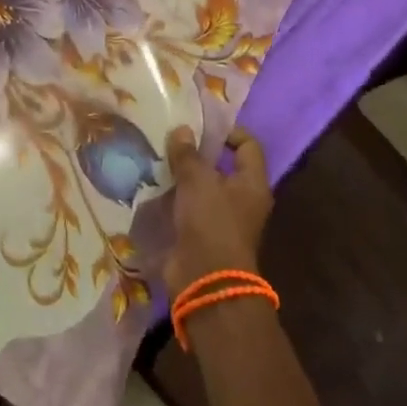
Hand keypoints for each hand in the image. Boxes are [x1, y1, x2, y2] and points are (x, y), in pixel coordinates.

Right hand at [164, 127, 272, 293]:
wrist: (205, 280)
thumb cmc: (211, 223)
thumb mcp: (197, 181)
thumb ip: (188, 154)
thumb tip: (182, 130)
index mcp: (252, 184)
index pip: (248, 146)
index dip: (228, 131)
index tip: (201, 124)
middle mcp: (243, 200)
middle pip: (223, 167)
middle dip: (199, 153)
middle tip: (172, 137)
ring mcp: (222, 220)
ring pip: (203, 188)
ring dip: (183, 175)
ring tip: (158, 157)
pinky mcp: (202, 235)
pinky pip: (189, 207)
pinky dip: (175, 197)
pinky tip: (153, 185)